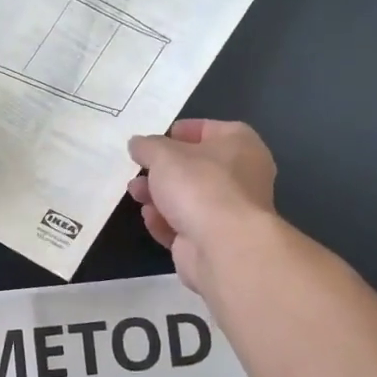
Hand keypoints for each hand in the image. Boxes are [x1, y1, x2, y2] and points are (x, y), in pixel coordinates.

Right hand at [127, 119, 276, 289]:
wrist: (223, 246)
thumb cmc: (199, 185)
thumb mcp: (163, 154)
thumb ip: (146, 146)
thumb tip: (138, 144)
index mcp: (240, 144)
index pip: (209, 129)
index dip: (181, 132)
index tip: (154, 139)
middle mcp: (241, 175)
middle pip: (195, 167)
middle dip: (162, 170)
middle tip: (138, 169)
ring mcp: (229, 211)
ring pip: (188, 198)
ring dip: (158, 195)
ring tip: (134, 193)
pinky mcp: (215, 240)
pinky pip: (185, 225)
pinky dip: (166, 221)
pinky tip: (149, 218)